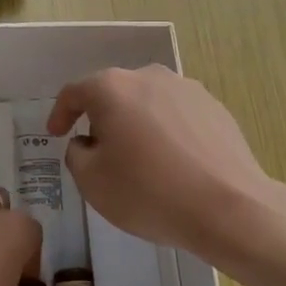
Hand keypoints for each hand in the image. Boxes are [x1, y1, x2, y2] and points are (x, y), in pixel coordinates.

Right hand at [48, 65, 279, 258]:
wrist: (229, 208)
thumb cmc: (149, 192)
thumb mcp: (92, 181)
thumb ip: (77, 154)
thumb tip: (88, 142)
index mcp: (112, 88)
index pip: (74, 92)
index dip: (60, 113)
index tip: (56, 134)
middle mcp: (149, 77)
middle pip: (114, 93)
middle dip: (101, 119)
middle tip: (98, 152)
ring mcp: (187, 89)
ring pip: (148, 103)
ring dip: (136, 124)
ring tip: (139, 159)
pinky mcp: (215, 108)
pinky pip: (177, 115)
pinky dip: (166, 132)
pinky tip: (172, 163)